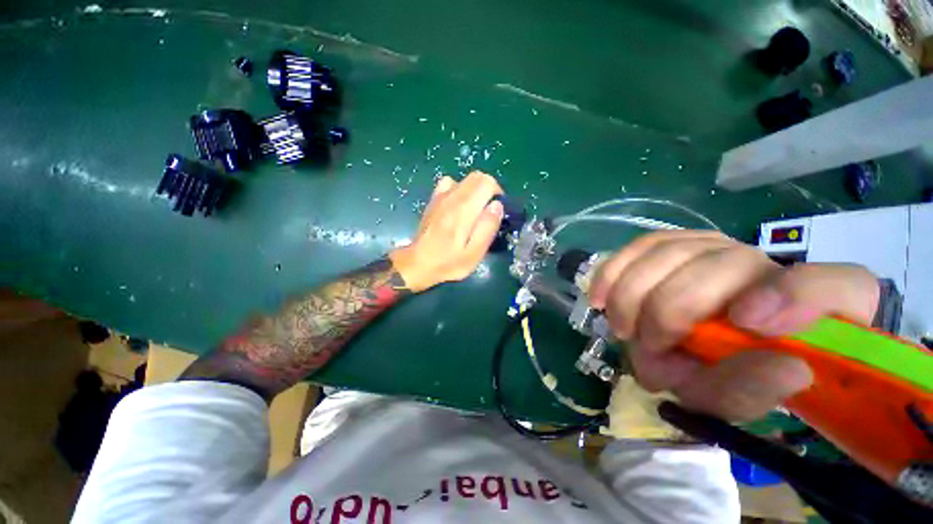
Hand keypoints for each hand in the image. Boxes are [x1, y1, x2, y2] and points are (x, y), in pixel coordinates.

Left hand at [389, 171, 503, 291]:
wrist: (418, 263)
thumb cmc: (448, 262)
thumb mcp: (474, 253)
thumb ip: (487, 227)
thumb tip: (498, 205)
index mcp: (464, 209)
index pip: (487, 182)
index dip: (497, 193)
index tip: (497, 210)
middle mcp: (452, 197)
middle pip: (477, 176)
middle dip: (488, 189)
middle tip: (489, 211)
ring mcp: (440, 197)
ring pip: (464, 179)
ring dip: (475, 190)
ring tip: (475, 210)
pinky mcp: (433, 200)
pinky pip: (449, 184)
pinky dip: (460, 190)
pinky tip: (458, 207)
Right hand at [589, 230, 879, 420]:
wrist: (688, 344)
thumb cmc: (716, 372)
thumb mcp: (733, 396)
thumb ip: (752, 390)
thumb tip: (783, 366)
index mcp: (807, 307)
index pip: (834, 285)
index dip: (794, 295)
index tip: (747, 322)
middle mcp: (763, 263)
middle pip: (721, 265)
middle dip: (669, 312)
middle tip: (647, 346)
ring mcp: (714, 246)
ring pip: (670, 253)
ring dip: (635, 295)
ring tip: (622, 327)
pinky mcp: (673, 243)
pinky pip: (639, 246)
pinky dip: (613, 271)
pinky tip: (600, 295)